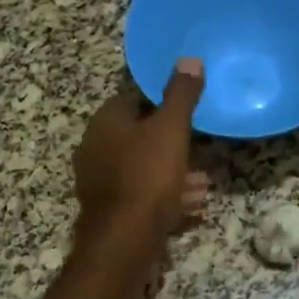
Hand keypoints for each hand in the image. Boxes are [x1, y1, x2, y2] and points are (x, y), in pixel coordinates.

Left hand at [73, 60, 208, 243]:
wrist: (124, 238)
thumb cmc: (147, 176)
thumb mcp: (170, 129)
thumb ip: (181, 95)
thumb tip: (190, 59)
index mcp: (105, 122)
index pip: (133, 101)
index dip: (161, 105)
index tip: (187, 113)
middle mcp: (95, 148)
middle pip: (139, 137)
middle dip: (171, 144)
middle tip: (199, 150)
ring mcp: (100, 182)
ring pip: (143, 169)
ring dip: (172, 173)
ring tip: (203, 183)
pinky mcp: (110, 211)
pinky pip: (141, 195)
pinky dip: (165, 197)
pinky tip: (192, 205)